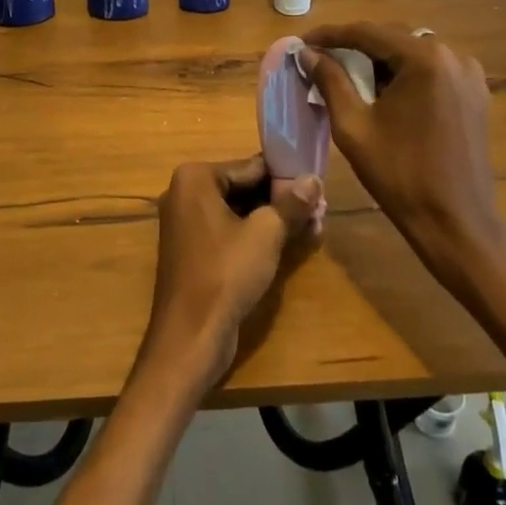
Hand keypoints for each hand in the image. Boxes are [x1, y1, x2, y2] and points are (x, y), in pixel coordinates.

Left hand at [142, 157, 322, 392]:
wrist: (190, 337)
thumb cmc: (225, 274)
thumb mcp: (266, 234)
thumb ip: (290, 203)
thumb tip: (313, 179)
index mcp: (195, 178)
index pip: (250, 166)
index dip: (286, 176)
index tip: (317, 185)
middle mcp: (185, 193)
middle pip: (244, 188)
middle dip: (281, 200)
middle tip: (320, 209)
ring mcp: (186, 223)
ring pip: (239, 211)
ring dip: (273, 219)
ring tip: (312, 226)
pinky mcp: (192, 250)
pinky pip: (229, 231)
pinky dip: (255, 235)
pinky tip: (289, 244)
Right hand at [302, 21, 499, 283]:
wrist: (457, 224)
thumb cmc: (400, 175)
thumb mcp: (353, 126)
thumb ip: (330, 81)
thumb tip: (308, 53)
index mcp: (424, 59)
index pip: (367, 32)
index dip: (331, 35)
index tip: (303, 43)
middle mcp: (452, 55)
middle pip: (392, 38)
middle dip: (355, 46)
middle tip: (321, 59)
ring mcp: (469, 74)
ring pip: (412, 53)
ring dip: (380, 60)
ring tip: (347, 75)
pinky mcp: (476, 94)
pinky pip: (431, 70)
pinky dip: (404, 74)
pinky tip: (383, 92)